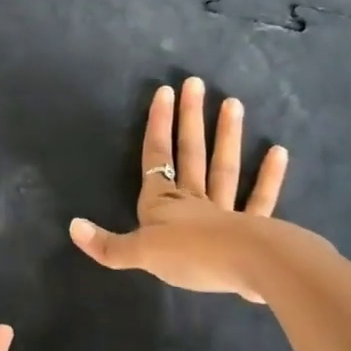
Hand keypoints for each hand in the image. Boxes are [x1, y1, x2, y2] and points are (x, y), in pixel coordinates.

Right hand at [68, 76, 289, 301]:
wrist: (244, 267)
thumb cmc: (189, 256)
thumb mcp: (140, 254)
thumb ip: (108, 245)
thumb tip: (72, 227)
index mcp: (163, 204)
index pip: (156, 157)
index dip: (158, 126)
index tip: (164, 91)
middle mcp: (192, 200)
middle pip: (190, 154)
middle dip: (189, 119)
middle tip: (196, 83)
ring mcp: (225, 211)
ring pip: (223, 168)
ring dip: (227, 136)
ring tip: (233, 103)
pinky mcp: (254, 228)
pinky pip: (261, 198)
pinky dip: (269, 177)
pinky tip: (279, 152)